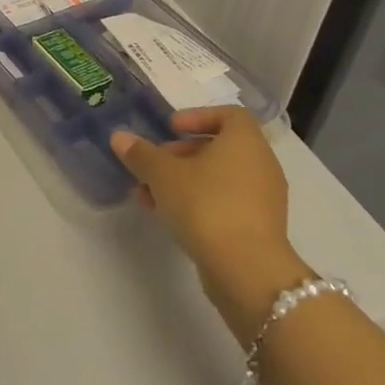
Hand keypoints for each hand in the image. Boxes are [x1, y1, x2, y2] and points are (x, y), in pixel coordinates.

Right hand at [110, 106, 307, 344]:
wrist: (246, 269)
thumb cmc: (205, 205)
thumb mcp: (163, 175)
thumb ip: (141, 154)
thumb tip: (120, 137)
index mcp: (245, 141)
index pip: (229, 114)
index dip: (198, 116)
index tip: (171, 129)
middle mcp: (261, 164)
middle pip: (221, 148)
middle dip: (182, 153)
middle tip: (154, 164)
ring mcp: (264, 198)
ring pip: (220, 178)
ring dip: (185, 180)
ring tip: (150, 194)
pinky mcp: (259, 227)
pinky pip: (226, 202)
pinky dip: (200, 202)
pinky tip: (170, 217)